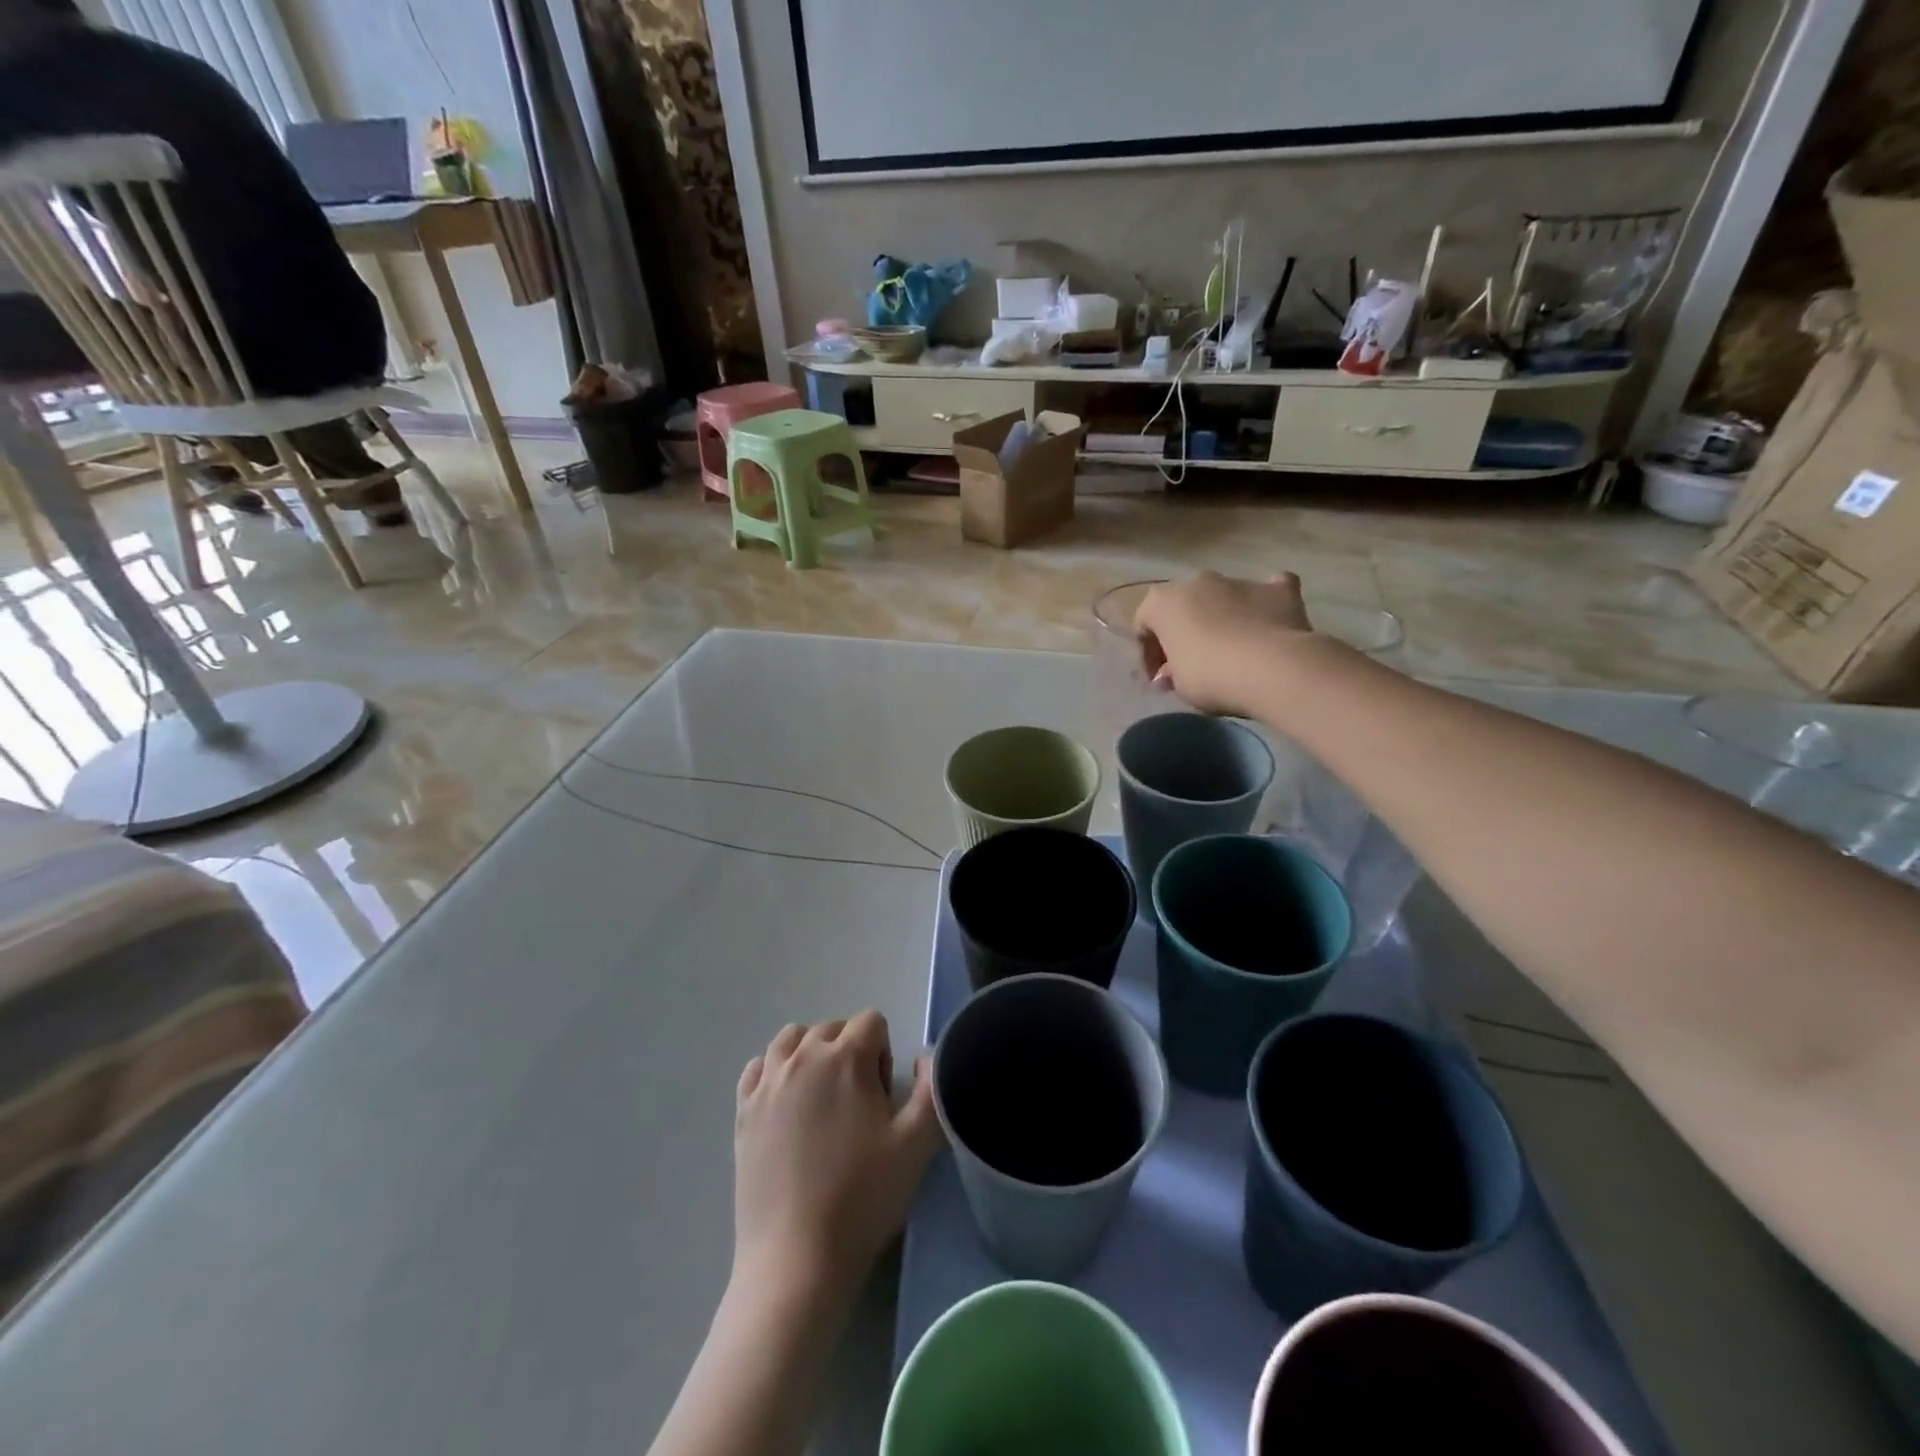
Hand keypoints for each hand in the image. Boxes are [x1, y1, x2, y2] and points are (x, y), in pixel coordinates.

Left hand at [733, 1011, 942, 1297]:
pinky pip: (758, 1068)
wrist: (796, 1259)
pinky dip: (774, 1073)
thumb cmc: (862, 1197)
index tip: (882, 1100)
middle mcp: (802, 1057)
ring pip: (792, 1039)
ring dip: (811, 1055)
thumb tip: (926, 1056)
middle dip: (850, 1052)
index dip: (884, 1054)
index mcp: (845, 1057)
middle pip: (832, 1028)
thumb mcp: (917, 1144)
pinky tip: (786, 1107)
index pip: (872, 1022)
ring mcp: (767, 1083)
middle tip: (858, 1107)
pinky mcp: (742, 1111)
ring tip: (822, 1100)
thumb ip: (932, 1088)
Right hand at [1134, 571, 1313, 716]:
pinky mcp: (1278, 589)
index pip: (1144, 625)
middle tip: (1191, 665)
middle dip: (1184, 632)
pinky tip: (1268, 623)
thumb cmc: (1209, 676)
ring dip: (1221, 619)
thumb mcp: (1178, 684)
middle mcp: (1197, 582)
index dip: (1148, 655)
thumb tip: (1173, 672)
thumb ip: (1171, 673)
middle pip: (1184, 607)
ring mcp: (1239, 581)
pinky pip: (1267, 592)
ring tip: (1231, 652)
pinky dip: (1265, 605)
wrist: (1271, 668)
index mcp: (1163, 601)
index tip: (1160, 681)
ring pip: (1223, 598)